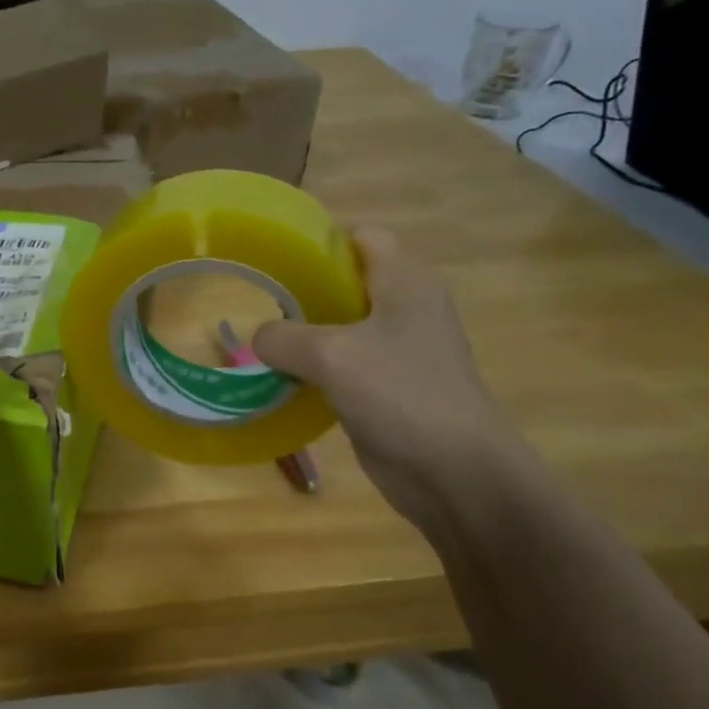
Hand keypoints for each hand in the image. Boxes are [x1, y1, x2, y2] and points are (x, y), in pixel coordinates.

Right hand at [253, 227, 527, 529]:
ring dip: (303, 334)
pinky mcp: (388, 387)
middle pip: (347, 282)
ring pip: (342, 327)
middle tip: (255, 301)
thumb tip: (258, 338)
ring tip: (258, 340)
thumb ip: (284, 338)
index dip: (320, 240)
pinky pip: (342, 365)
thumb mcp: (331, 356)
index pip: (362, 237)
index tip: (273, 257)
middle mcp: (406, 308)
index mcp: (406, 282)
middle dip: (301, 290)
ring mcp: (399, 351)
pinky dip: (313, 368)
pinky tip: (280, 380)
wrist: (454, 470)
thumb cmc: (400, 394)